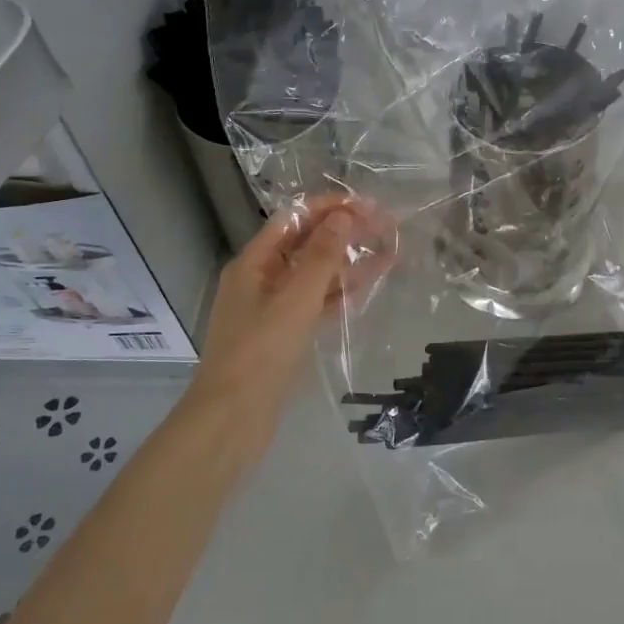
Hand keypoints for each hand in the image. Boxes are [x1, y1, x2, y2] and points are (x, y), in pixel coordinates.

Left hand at [187, 192, 394, 461]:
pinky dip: (341, 292)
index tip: (368, 204)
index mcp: (254, 263)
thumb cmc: (261, 352)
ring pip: (316, 275)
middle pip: (307, 244)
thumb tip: (344, 217)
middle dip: (345, 232)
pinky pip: (317, 302)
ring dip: (349, 262)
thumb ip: (321, 257)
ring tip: (391, 251)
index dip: (330, 207)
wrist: (232, 419)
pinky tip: (370, 284)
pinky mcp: (285, 334)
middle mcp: (261, 279)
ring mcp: (273, 308)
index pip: (294, 219)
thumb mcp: (295, 299)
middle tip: (387, 224)